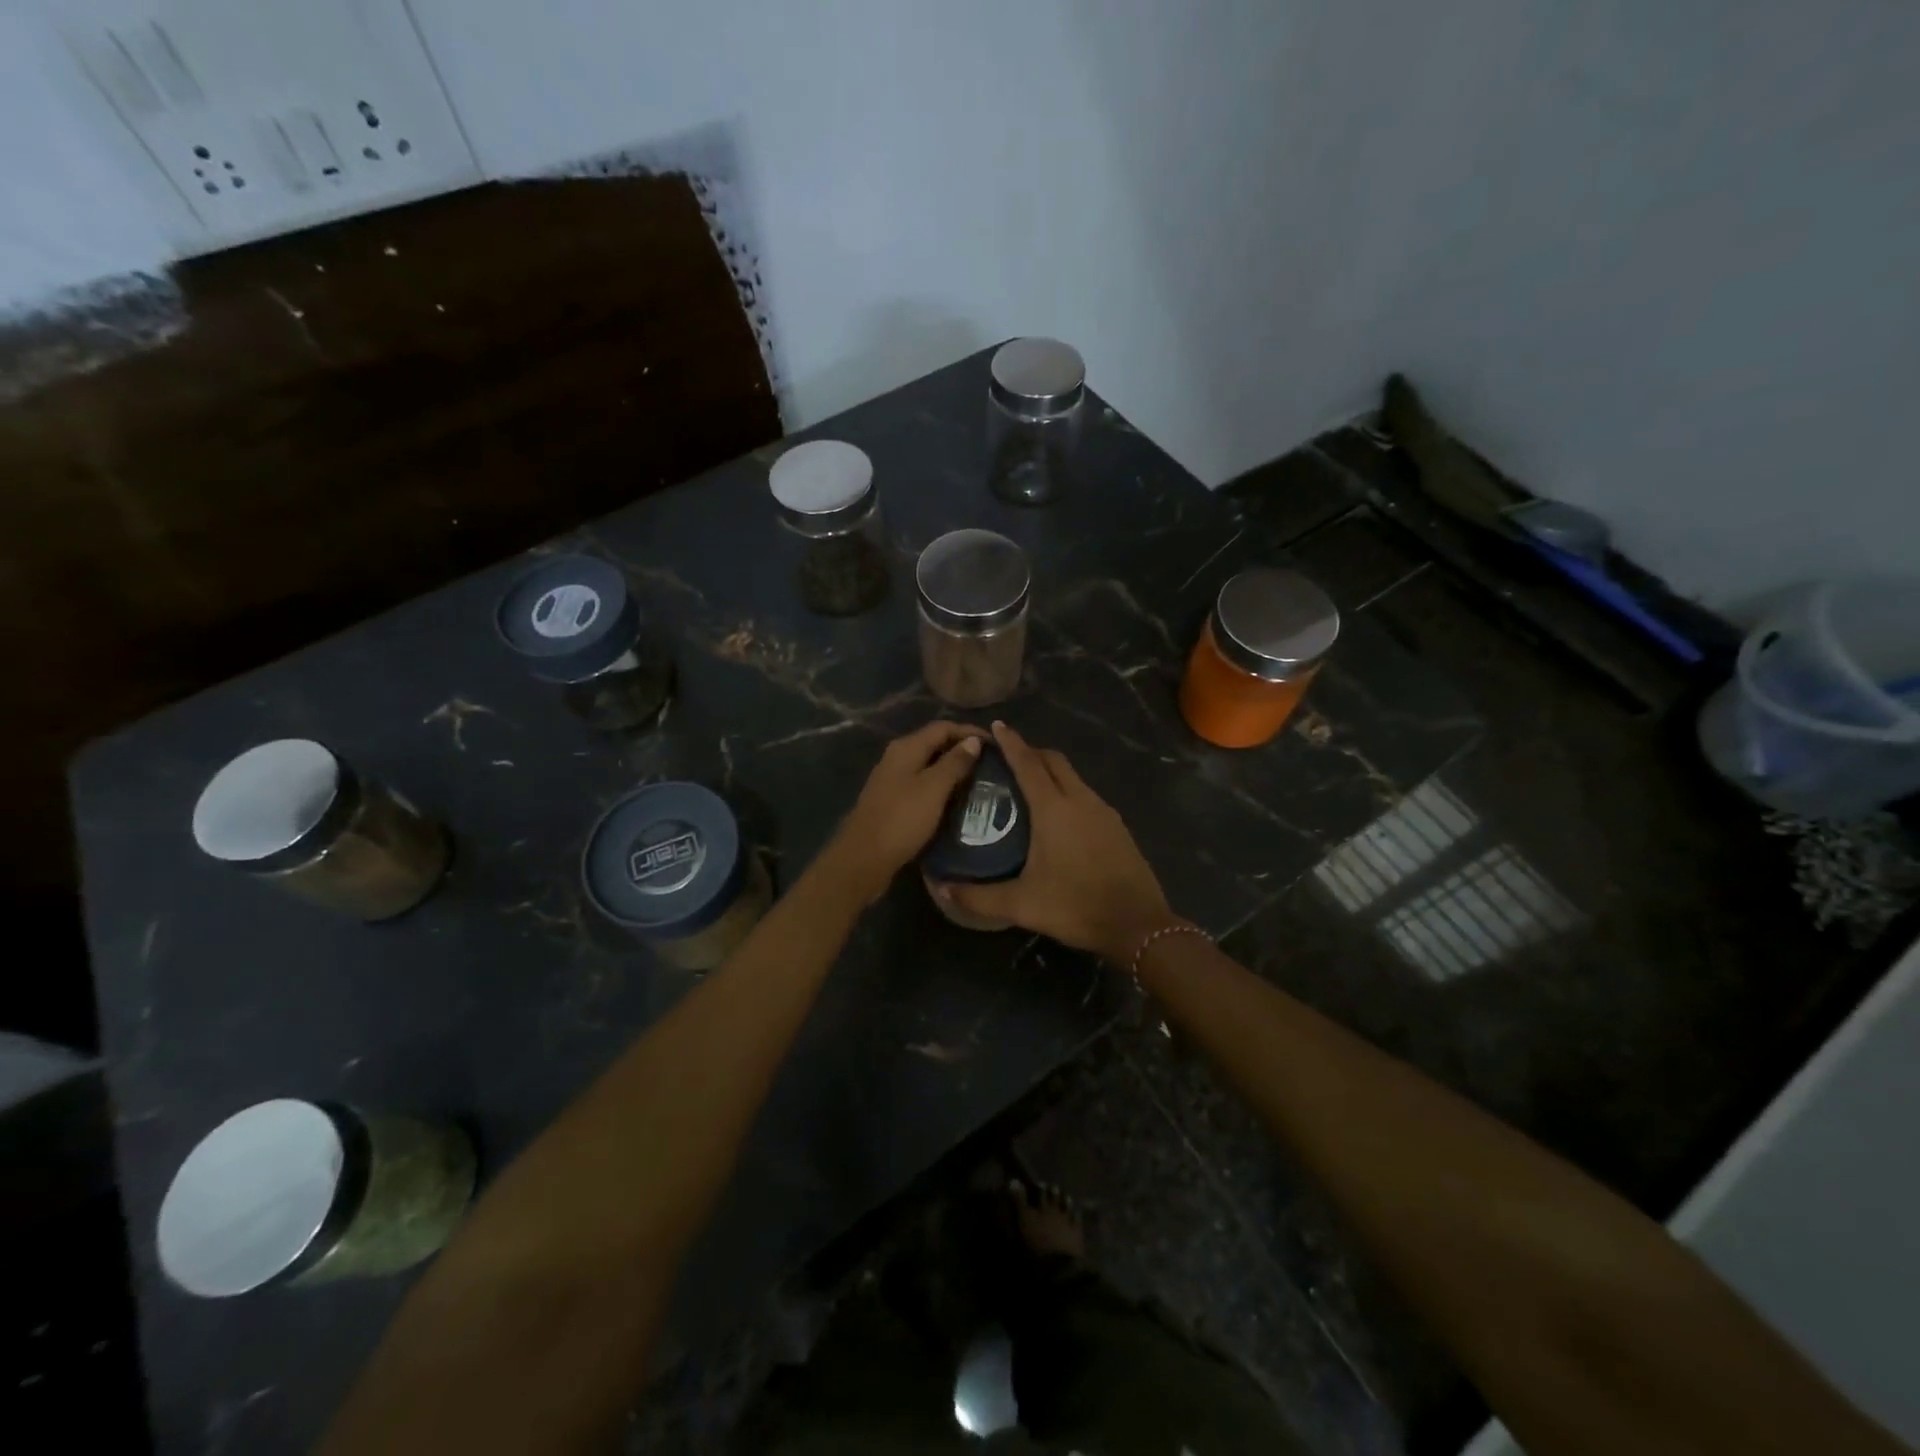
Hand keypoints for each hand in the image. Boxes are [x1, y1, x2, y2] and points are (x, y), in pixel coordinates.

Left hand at [820, 721, 986, 903]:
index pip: (943, 727)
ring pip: (929, 766)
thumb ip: (954, 763)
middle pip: (934, 744)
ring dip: (953, 770)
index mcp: (906, 748)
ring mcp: (892, 780)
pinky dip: (941, 787)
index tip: (996, 745)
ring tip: (979, 781)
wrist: (864, 858)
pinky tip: (956, 800)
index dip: (970, 732)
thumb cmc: (902, 820)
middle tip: (991, 764)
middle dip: (963, 750)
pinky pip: (922, 785)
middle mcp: (897, 757)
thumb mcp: (933, 789)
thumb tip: (973, 740)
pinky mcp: (893, 800)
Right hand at [936, 723, 1177, 959]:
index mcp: (1054, 809)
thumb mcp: (1022, 904)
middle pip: (1054, 761)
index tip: (996, 727)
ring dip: (1051, 773)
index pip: (1028, 763)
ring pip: (1073, 777)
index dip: (1010, 743)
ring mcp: (1103, 812)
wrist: (1137, 925)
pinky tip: (1059, 817)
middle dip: (1032, 752)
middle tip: (1008, 759)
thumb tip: (942, 889)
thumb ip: (979, 896)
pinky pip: (1087, 796)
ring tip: (1030, 787)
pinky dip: (1068, 792)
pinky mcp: (1117, 827)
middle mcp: (1080, 800)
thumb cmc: (1075, 906)